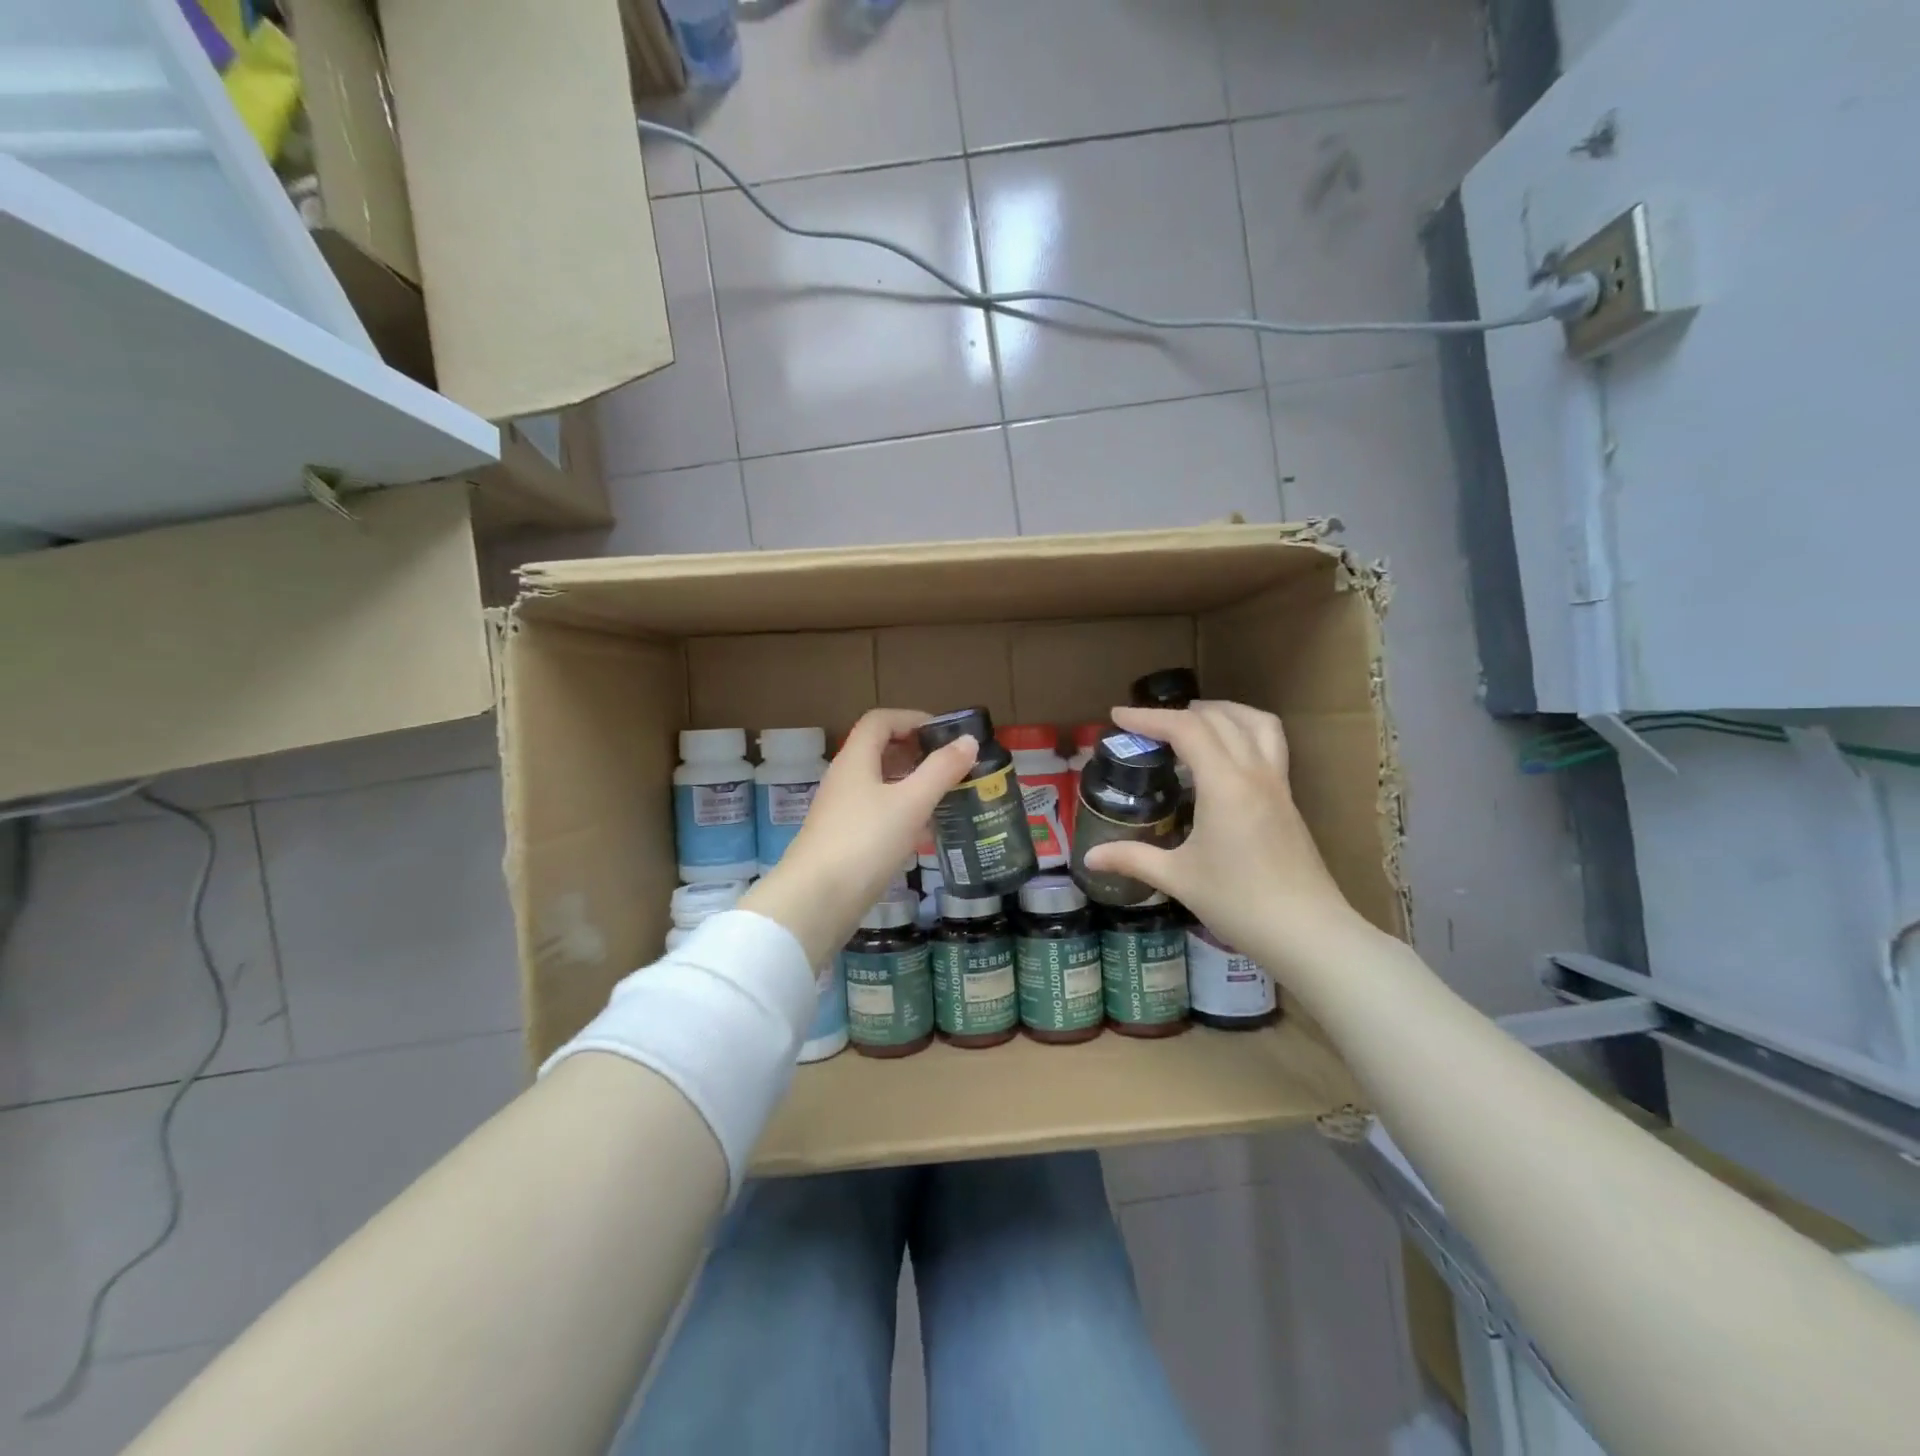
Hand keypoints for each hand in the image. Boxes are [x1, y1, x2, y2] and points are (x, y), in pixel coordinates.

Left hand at [741, 709, 977, 965]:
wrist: (816, 901)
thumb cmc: (865, 841)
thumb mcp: (911, 802)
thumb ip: (941, 770)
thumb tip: (967, 740)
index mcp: (855, 759)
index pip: (880, 721)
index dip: (912, 719)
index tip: (944, 734)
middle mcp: (845, 779)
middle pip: (880, 752)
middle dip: (917, 754)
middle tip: (952, 767)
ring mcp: (842, 812)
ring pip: (881, 786)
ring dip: (913, 787)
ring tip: (947, 798)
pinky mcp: (845, 841)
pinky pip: (878, 815)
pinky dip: (903, 816)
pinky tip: (925, 835)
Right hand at [1082, 701, 1359, 964]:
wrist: (1308, 933)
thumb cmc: (1239, 903)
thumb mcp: (1178, 879)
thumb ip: (1132, 859)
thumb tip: (1089, 857)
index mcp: (1225, 784)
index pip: (1185, 729)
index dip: (1148, 717)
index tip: (1117, 716)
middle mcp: (1254, 773)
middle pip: (1218, 719)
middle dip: (1177, 713)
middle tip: (1145, 726)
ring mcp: (1278, 784)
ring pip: (1256, 723)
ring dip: (1221, 712)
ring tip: (1192, 721)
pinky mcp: (1288, 800)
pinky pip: (1269, 744)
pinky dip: (1242, 731)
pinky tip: (1224, 757)